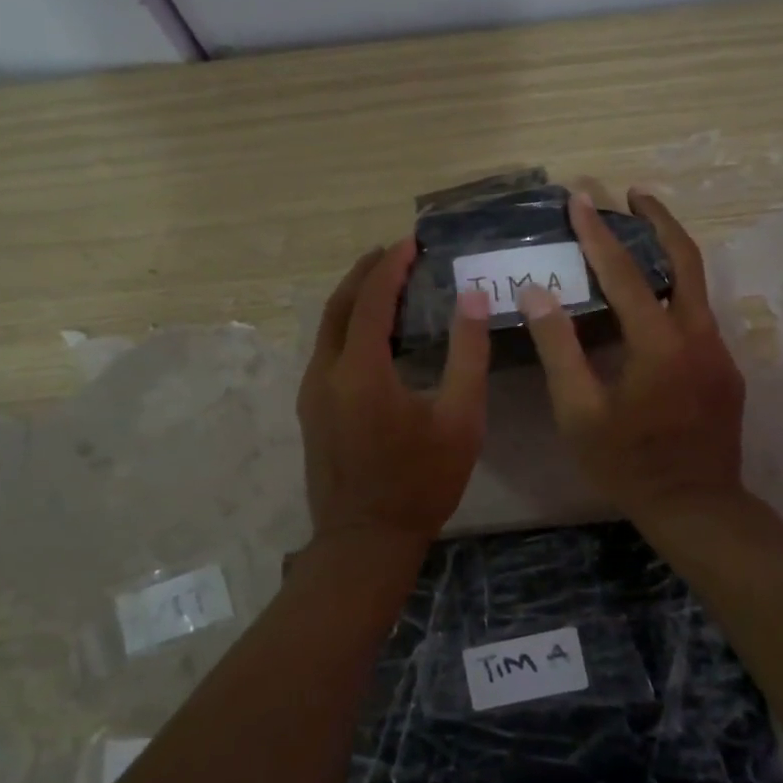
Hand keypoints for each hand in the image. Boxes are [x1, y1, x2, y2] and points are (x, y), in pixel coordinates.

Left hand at [298, 240, 490, 554]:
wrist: (365, 541)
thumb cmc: (421, 482)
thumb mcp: (460, 420)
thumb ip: (468, 354)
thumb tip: (472, 298)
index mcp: (361, 370)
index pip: (371, 299)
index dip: (391, 265)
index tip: (412, 242)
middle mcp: (325, 372)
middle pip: (338, 305)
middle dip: (365, 272)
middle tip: (394, 252)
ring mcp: (311, 393)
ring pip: (326, 328)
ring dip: (353, 299)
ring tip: (384, 283)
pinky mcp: (310, 410)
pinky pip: (325, 351)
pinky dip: (346, 327)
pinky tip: (371, 334)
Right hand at [518, 190, 745, 522]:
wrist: (697, 507)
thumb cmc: (628, 464)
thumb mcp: (579, 413)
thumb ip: (559, 349)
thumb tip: (537, 293)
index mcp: (659, 343)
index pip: (625, 273)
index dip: (598, 233)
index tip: (580, 198)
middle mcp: (698, 335)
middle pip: (684, 258)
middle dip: (658, 219)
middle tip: (632, 192)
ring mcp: (719, 351)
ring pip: (697, 284)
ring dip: (668, 253)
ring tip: (638, 235)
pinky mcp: (726, 369)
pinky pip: (698, 314)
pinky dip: (674, 291)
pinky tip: (650, 303)